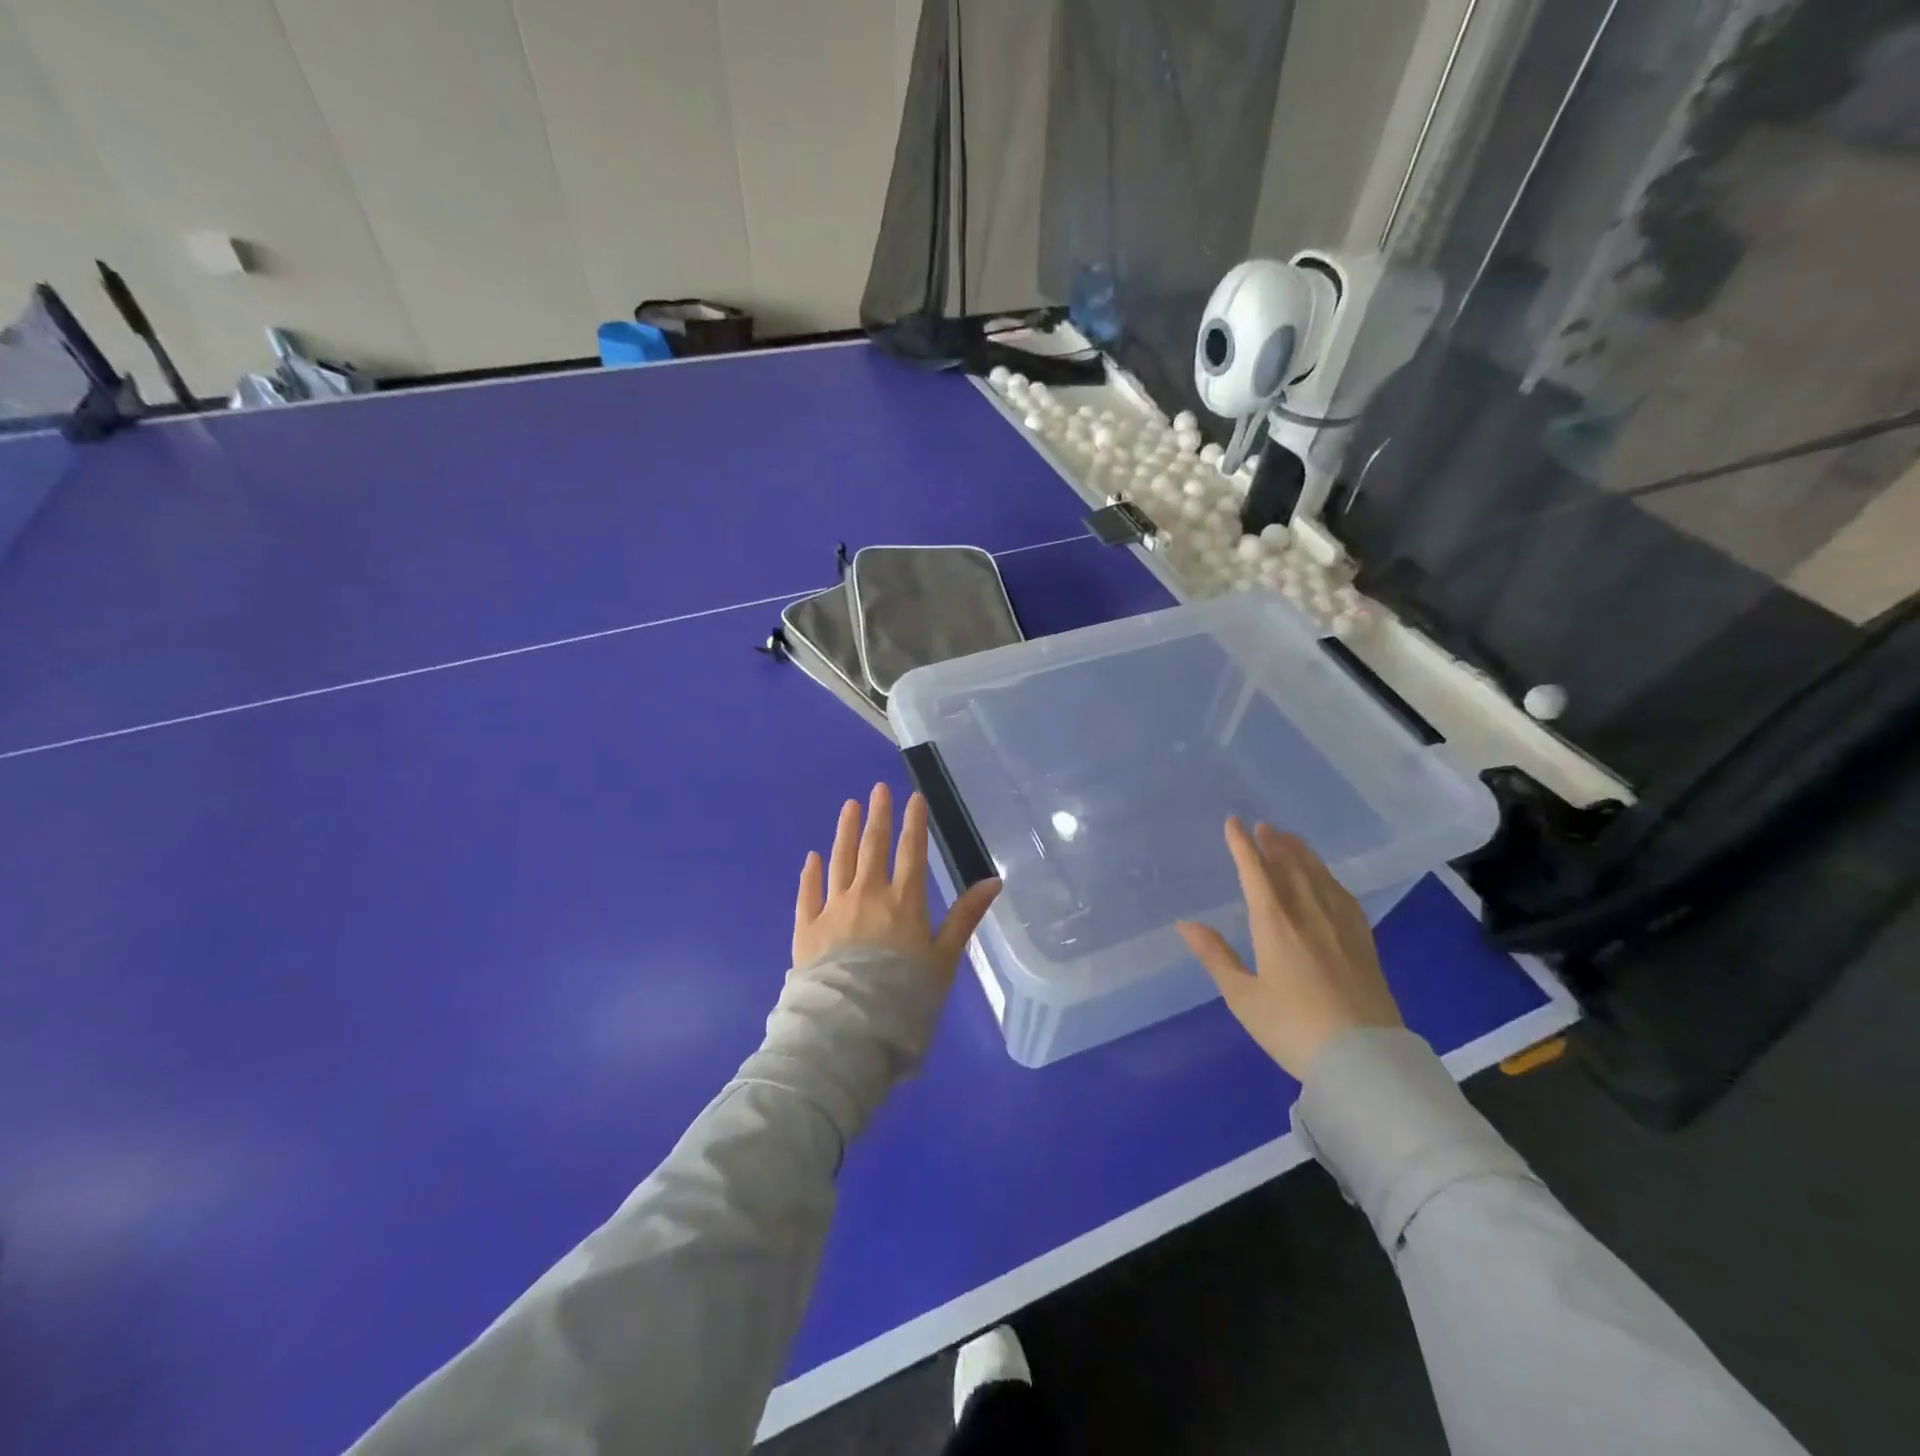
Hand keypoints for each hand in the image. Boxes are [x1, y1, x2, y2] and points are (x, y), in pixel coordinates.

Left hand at [792, 783, 1001, 986]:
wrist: (849, 1030)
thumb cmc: (905, 997)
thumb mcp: (945, 959)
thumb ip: (965, 917)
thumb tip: (994, 881)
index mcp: (904, 902)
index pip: (912, 852)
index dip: (914, 822)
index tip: (914, 796)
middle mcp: (867, 895)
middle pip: (873, 848)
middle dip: (878, 816)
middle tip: (877, 789)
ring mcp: (833, 909)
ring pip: (840, 861)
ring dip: (844, 832)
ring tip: (848, 807)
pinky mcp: (807, 929)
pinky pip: (809, 893)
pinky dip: (811, 873)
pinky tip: (812, 858)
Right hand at [1177, 817, 1401, 1081]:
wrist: (1364, 1059)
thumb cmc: (1292, 1027)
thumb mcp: (1243, 997)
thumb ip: (1215, 956)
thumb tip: (1185, 924)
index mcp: (1275, 923)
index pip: (1256, 872)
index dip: (1242, 845)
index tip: (1233, 822)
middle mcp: (1309, 913)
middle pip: (1291, 866)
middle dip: (1274, 843)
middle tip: (1264, 825)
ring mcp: (1341, 925)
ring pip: (1319, 876)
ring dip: (1302, 853)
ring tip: (1291, 839)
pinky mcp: (1363, 941)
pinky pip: (1343, 895)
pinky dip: (1328, 877)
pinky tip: (1327, 879)